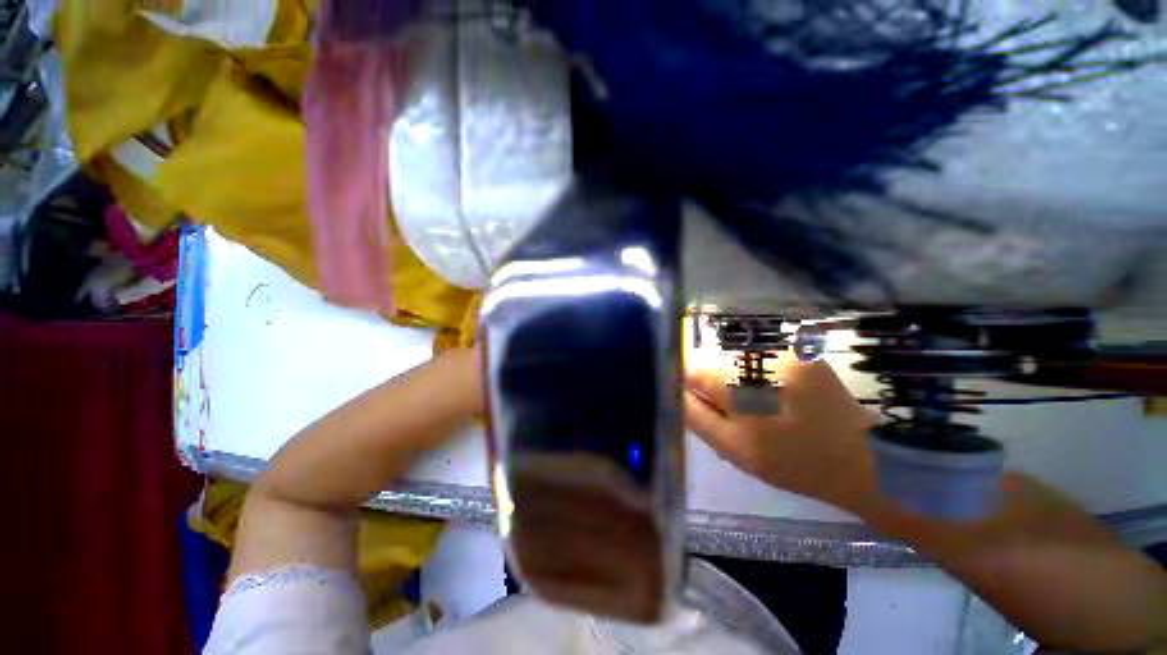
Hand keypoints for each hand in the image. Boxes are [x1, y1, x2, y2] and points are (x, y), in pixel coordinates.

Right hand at [684, 353, 875, 509]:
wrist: (864, 460)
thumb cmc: (792, 464)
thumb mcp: (734, 450)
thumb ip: (697, 416)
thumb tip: (675, 389)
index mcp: (739, 394)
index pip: (693, 371)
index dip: (690, 383)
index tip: (698, 399)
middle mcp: (758, 366)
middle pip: (714, 362)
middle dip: (715, 382)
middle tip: (736, 409)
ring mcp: (783, 355)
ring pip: (736, 358)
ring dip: (738, 377)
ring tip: (761, 403)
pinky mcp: (801, 351)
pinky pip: (761, 355)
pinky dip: (760, 372)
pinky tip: (779, 393)